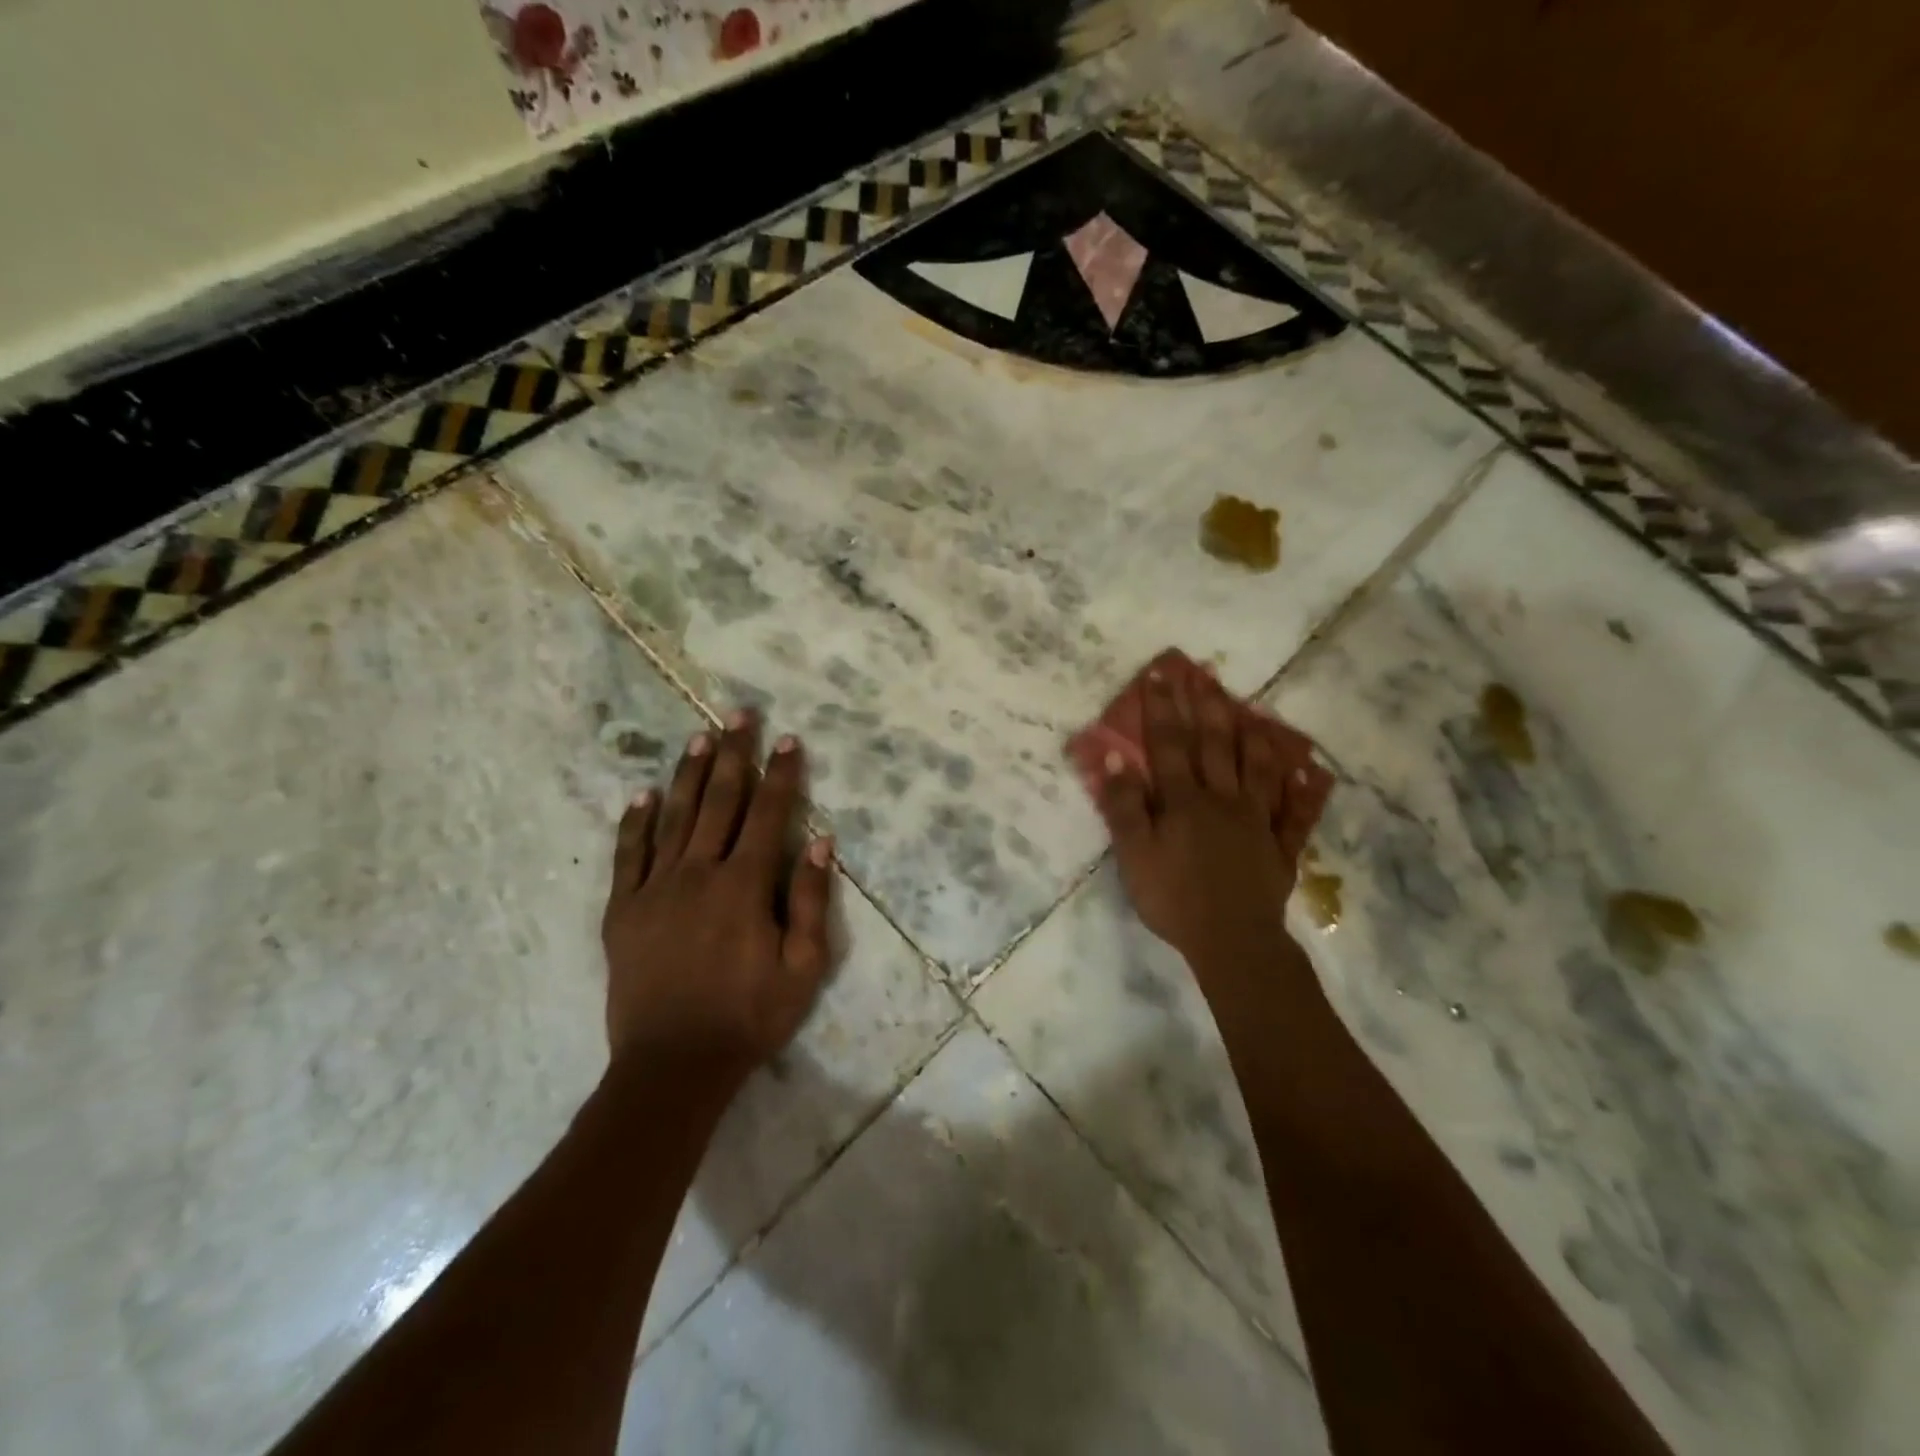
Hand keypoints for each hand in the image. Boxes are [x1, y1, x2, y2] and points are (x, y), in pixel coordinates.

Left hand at [601, 713, 837, 1085]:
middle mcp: (699, 873)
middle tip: (739, 713)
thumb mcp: (803, 968)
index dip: (781, 774)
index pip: (768, 815)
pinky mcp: (623, 910)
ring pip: (674, 817)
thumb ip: (809, 900)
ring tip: (698, 736)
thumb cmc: (749, 1017)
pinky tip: (642, 795)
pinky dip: (636, 822)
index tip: (788, 739)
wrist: (673, 1064)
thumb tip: (819, 841)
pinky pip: (629, 855)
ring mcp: (655, 889)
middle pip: (719, 801)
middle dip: (733, 754)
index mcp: (744, 885)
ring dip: (688, 773)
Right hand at [1096, 669, 1307, 973]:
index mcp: (1184, 801)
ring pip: (1259, 768)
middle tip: (1204, 674)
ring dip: (1254, 735)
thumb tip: (1115, 759)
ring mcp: (1257, 821)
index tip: (1159, 674)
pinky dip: (1304, 790)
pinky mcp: (1281, 846)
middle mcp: (1223, 800)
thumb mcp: (1133, 855)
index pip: (1169, 745)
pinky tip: (1312, 770)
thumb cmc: (1173, 898)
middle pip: (1216, 746)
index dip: (1162, 708)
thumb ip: (1123, 806)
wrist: (1231, 941)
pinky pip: (1296, 813)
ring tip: (1252, 707)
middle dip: (1207, 707)